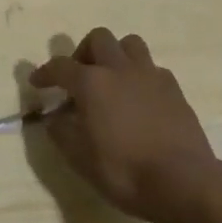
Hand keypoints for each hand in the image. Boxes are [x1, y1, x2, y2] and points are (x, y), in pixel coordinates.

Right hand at [29, 26, 221, 222]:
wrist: (184, 184)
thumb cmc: (125, 172)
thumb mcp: (81, 159)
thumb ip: (62, 133)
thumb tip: (54, 119)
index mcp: (91, 82)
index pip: (60, 66)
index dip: (44, 73)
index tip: (37, 82)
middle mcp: (118, 69)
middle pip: (98, 38)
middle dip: (84, 52)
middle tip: (80, 76)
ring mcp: (150, 76)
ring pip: (130, 44)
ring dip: (116, 55)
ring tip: (113, 79)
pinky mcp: (175, 90)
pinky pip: (153, 69)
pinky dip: (141, 76)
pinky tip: (141, 98)